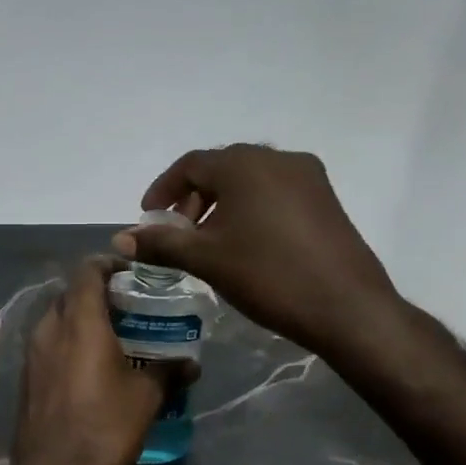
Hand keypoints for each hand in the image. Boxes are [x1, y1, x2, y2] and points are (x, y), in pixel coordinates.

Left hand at [12, 257, 174, 464]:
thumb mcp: (146, 397)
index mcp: (78, 321)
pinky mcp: (26, 379)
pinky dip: (69, 343)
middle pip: (69, 294)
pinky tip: (91, 366)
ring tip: (113, 335)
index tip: (131, 272)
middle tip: (128, 305)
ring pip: (56, 320)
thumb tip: (190, 365)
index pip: (87, 271)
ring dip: (81, 319)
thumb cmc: (105, 427)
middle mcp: (49, 329)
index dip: (109, 264)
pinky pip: (49, 346)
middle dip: (96, 293)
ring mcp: (32, 355)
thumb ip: (167, 372)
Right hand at [114, 144, 408, 360]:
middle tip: (177, 234)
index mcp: (244, 164)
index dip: (163, 190)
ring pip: (249, 181)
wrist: (346, 306)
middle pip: (220, 168)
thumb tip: (120, 238)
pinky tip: (245, 243)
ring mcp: (307, 176)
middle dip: (192, 199)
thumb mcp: (206, 259)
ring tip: (209, 242)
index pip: (190, 165)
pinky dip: (249, 209)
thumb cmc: (267, 275)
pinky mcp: (325, 199)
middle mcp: (277, 158)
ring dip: (221, 204)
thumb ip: (161, 244)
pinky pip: (274, 192)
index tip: (148, 219)